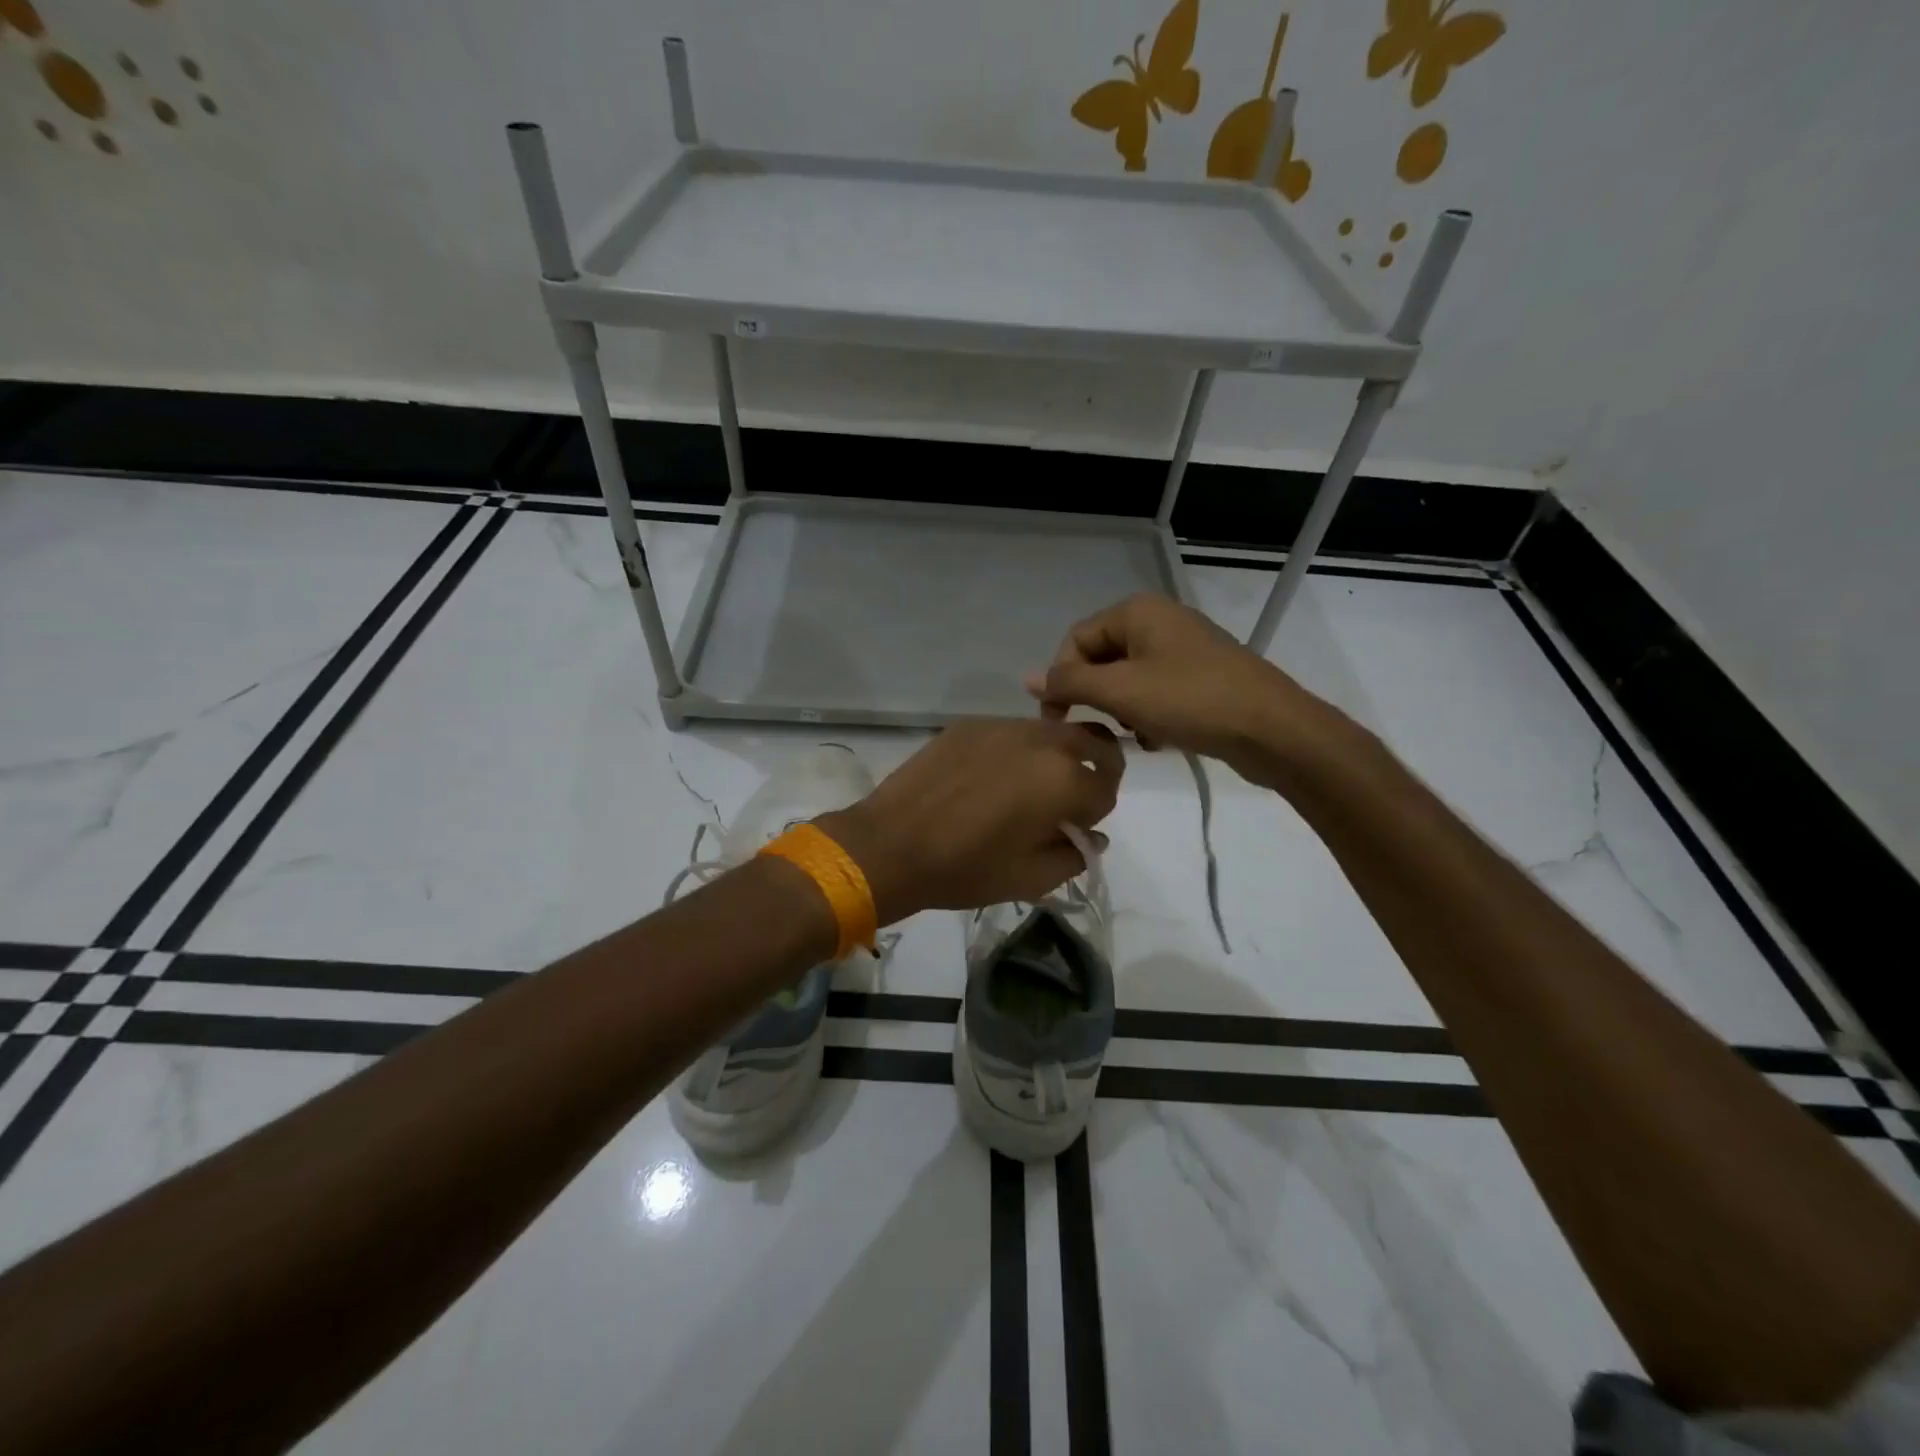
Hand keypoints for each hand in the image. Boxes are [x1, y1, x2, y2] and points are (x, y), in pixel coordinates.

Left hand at [818, 718, 1122, 923]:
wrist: (890, 844)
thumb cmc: (964, 869)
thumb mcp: (1030, 879)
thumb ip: (1074, 856)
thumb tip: (1091, 837)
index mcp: (1063, 780)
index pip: (1106, 790)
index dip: (1095, 814)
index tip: (1074, 830)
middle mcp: (1042, 741)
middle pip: (1095, 740)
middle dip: (1097, 768)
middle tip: (1073, 797)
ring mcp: (1003, 726)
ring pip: (1053, 731)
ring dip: (1057, 756)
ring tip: (1027, 788)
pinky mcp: (971, 724)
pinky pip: (1013, 731)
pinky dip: (1018, 750)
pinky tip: (989, 778)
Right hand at [1024, 593, 1325, 782]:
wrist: (1272, 729)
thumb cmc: (1190, 701)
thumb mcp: (1120, 692)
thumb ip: (1069, 684)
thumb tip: (1027, 678)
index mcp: (1137, 611)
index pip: (1075, 641)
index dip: (1061, 680)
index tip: (1058, 722)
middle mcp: (1158, 621)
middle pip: (1101, 659)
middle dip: (1097, 697)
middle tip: (1104, 728)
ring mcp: (1183, 648)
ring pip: (1128, 680)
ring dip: (1122, 710)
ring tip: (1136, 735)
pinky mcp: (1201, 676)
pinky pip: (1155, 692)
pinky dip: (1148, 715)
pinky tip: (1158, 739)